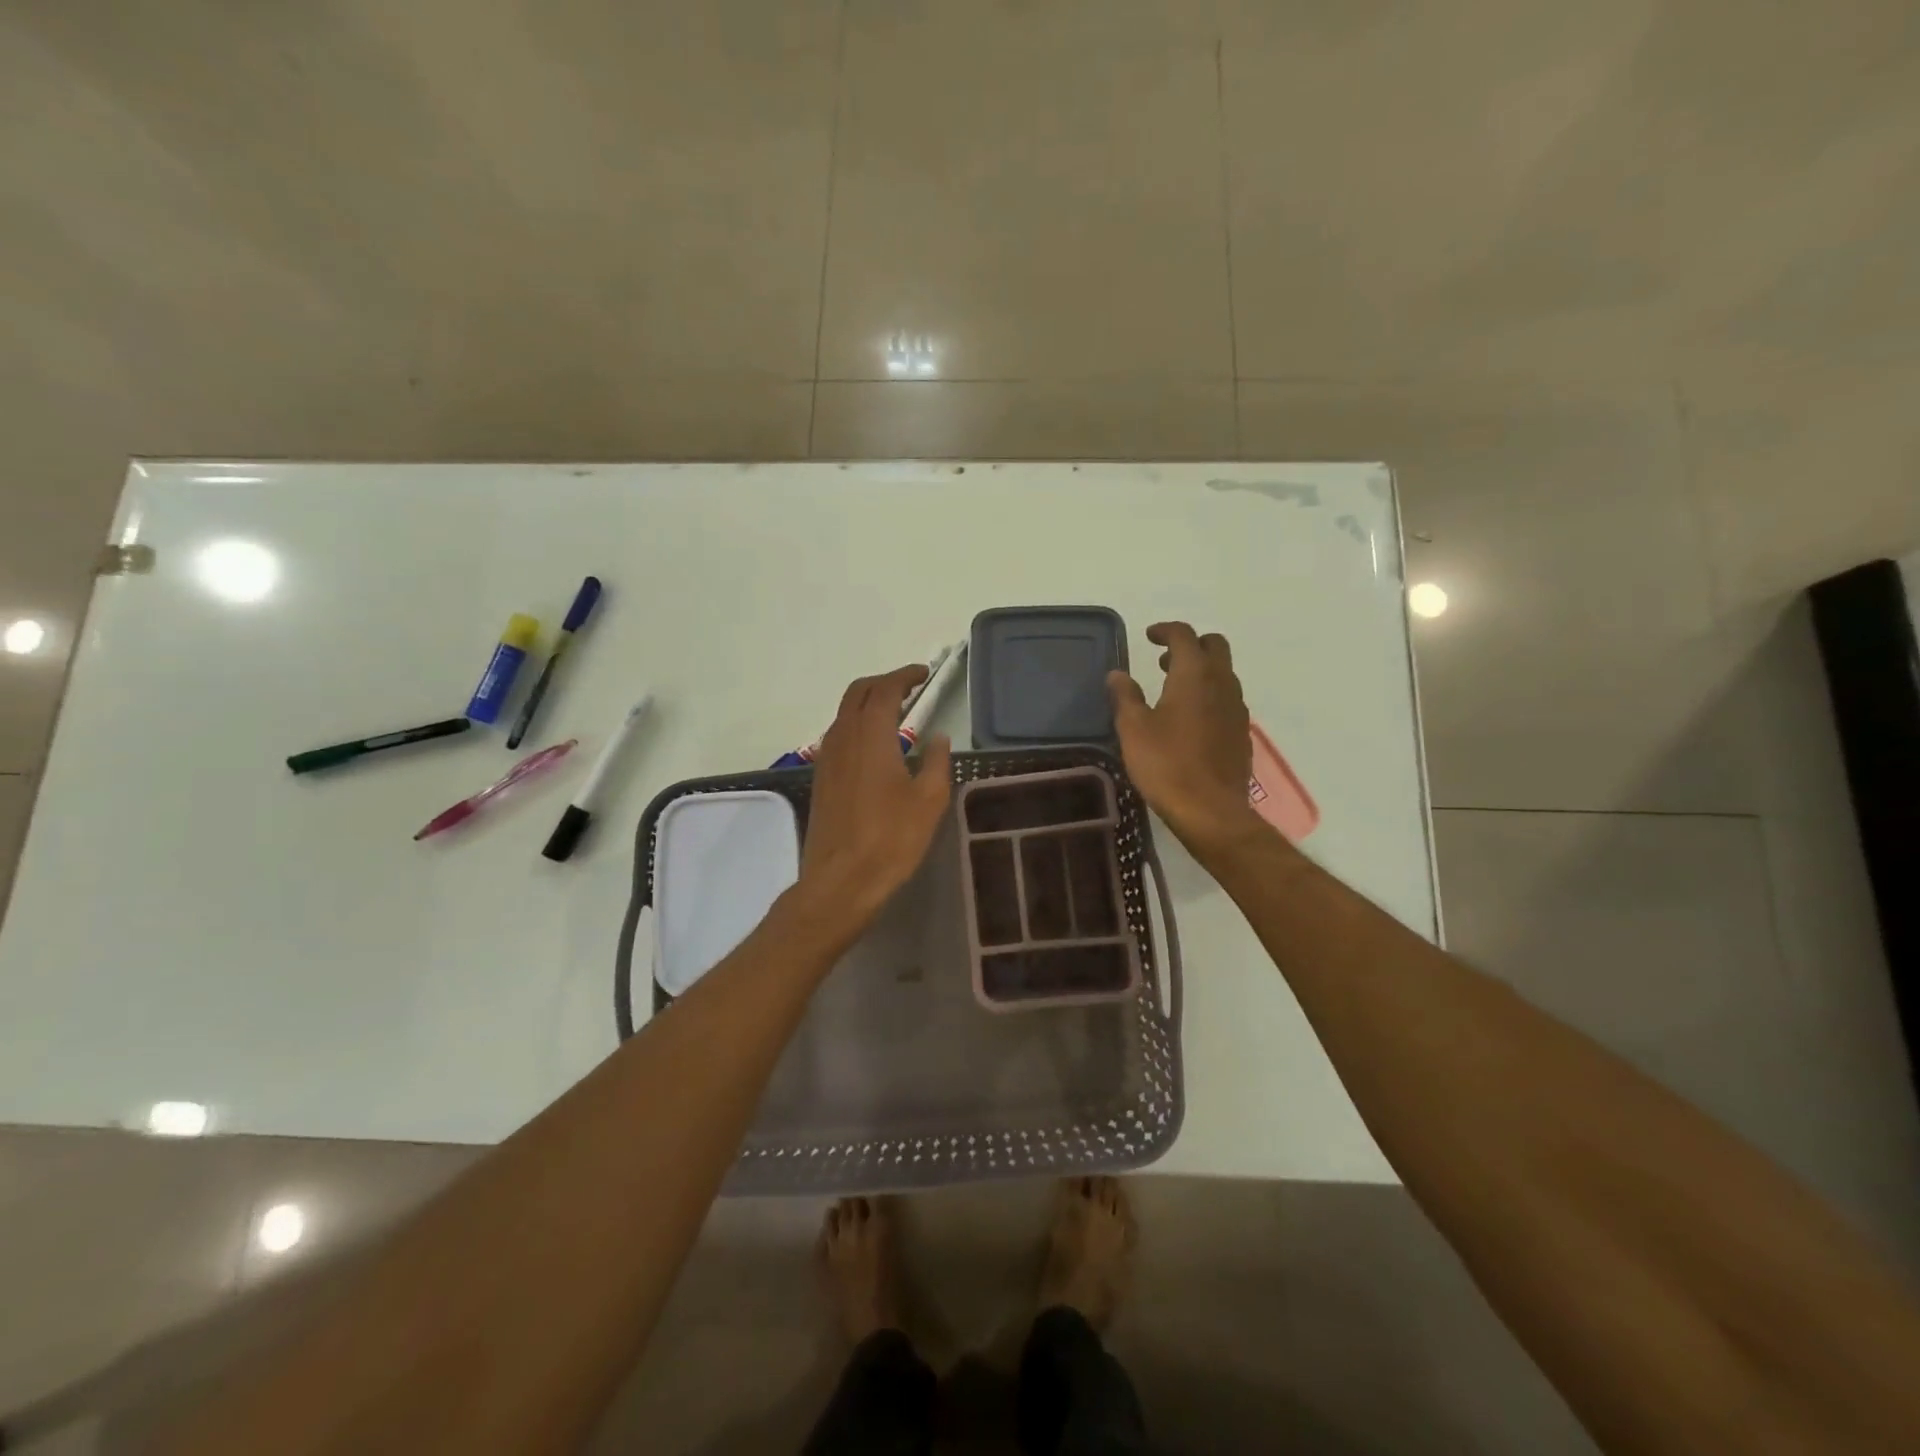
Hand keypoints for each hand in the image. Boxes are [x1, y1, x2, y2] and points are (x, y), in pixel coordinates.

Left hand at [794, 664, 952, 943]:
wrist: (840, 881)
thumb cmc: (891, 839)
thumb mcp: (929, 800)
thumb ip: (937, 761)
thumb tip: (938, 737)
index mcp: (870, 736)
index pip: (884, 689)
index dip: (904, 676)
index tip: (923, 674)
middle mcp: (842, 738)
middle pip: (857, 693)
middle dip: (883, 683)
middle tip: (909, 688)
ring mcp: (826, 758)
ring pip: (843, 714)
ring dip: (867, 704)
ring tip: (895, 714)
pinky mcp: (821, 779)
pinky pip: (838, 736)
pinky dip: (857, 726)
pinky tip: (875, 747)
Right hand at [1108, 622, 1264, 860]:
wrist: (1211, 810)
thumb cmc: (1166, 764)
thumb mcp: (1134, 729)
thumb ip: (1125, 696)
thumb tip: (1117, 674)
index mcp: (1194, 675)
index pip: (1184, 636)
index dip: (1165, 631)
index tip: (1149, 637)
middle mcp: (1222, 683)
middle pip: (1215, 647)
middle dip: (1191, 645)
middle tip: (1164, 660)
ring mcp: (1237, 709)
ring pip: (1224, 673)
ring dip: (1201, 671)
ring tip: (1173, 689)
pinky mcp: (1242, 732)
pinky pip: (1227, 699)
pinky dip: (1210, 695)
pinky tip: (1191, 719)